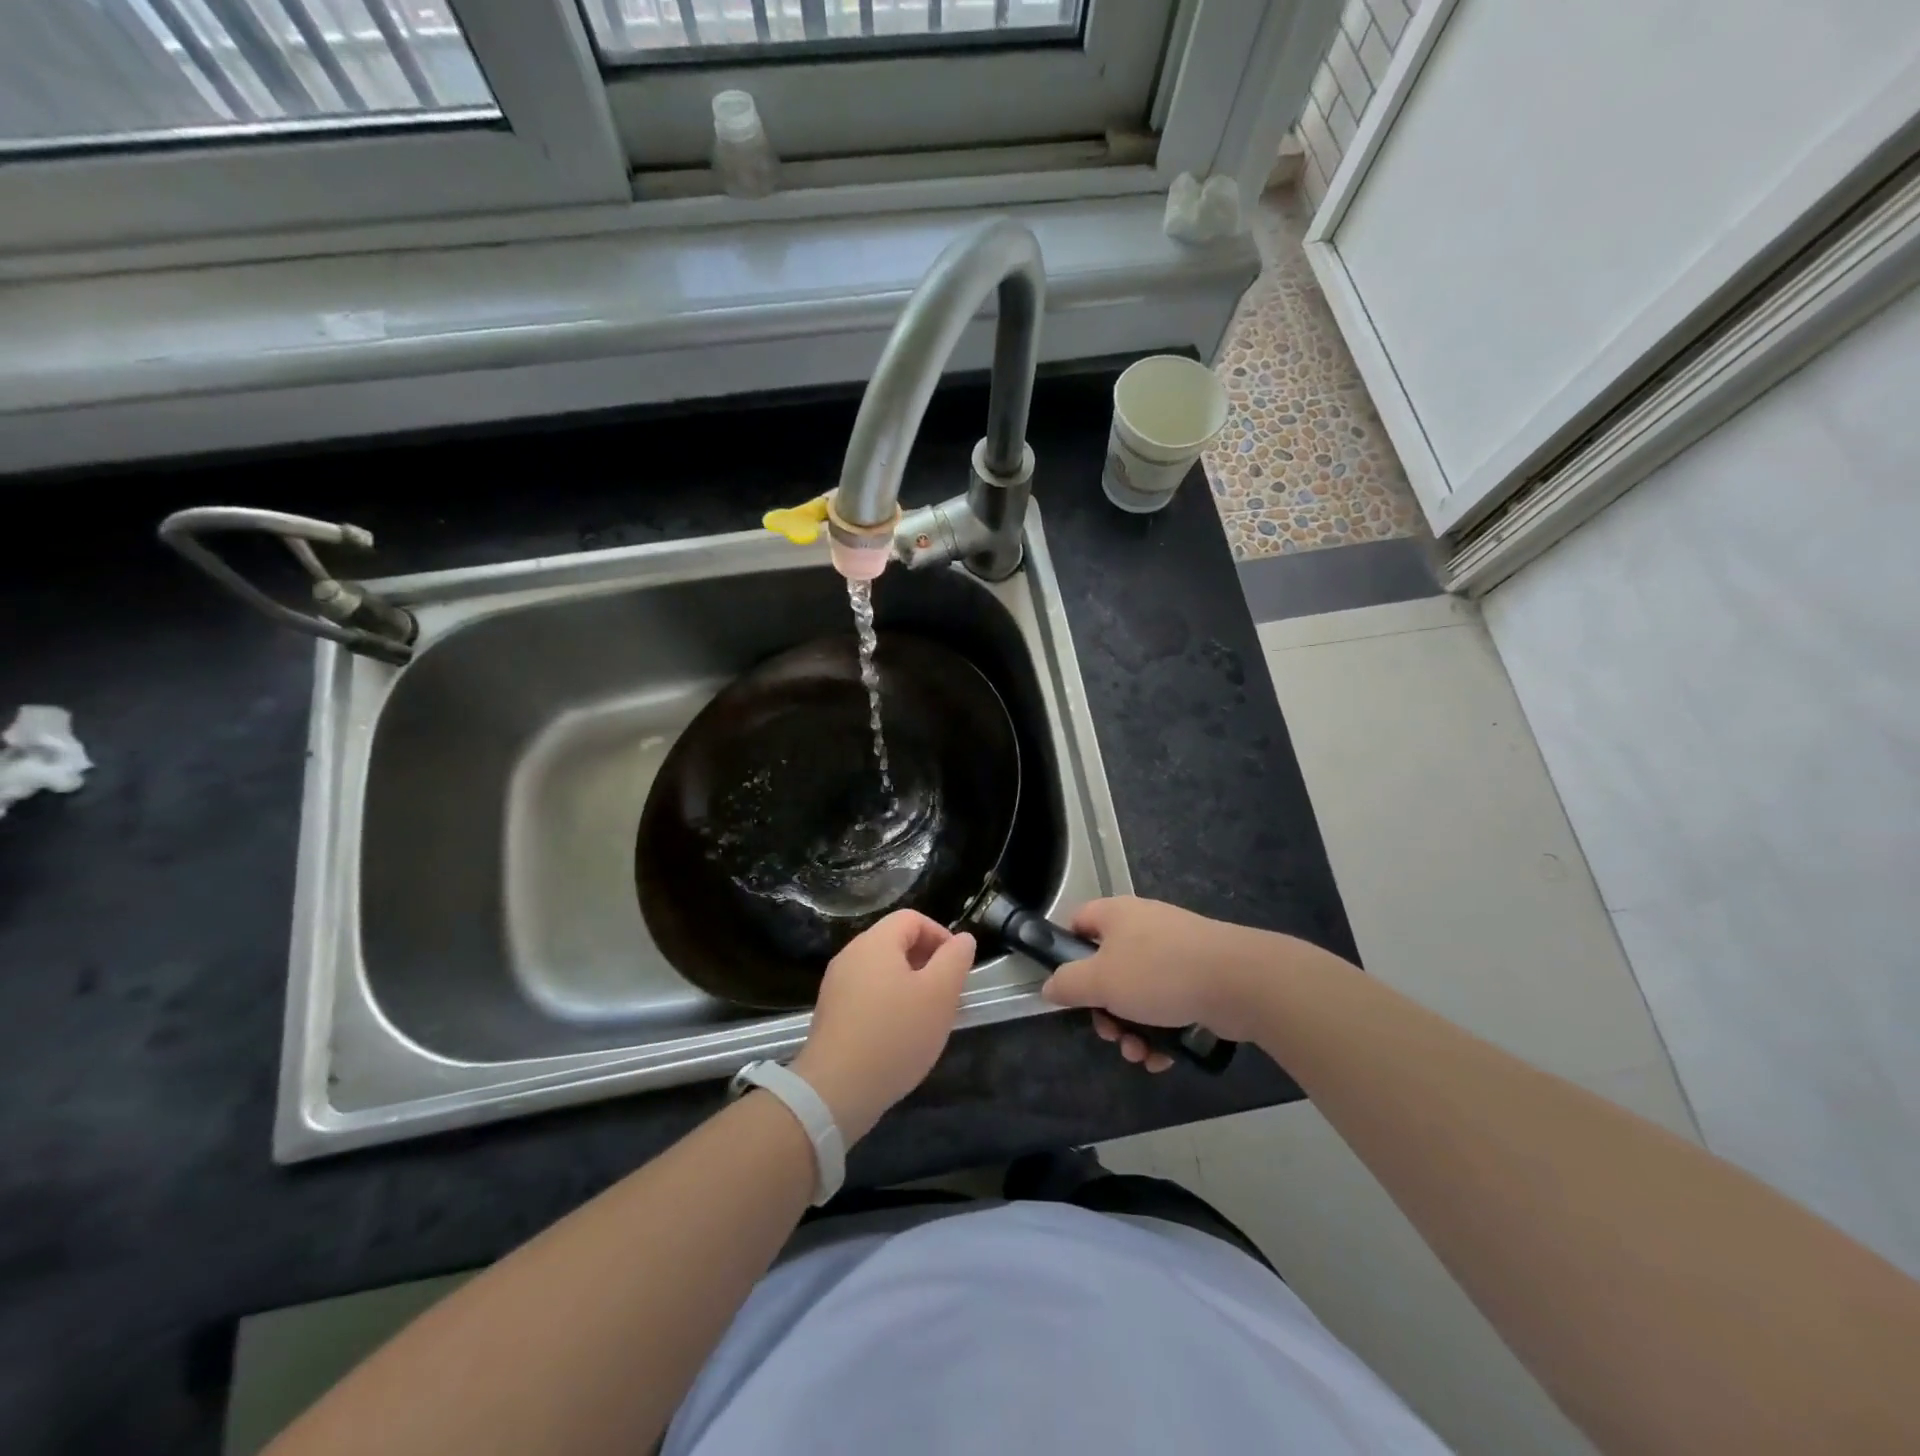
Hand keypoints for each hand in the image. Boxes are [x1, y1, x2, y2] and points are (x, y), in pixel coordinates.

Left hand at [792, 911, 974, 1143]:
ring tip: (926, 1017)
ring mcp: (836, 985)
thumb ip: (955, 960)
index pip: (912, 919)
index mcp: (875, 942)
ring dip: (909, 985)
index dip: (940, 935)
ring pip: (882, 971)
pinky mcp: (830, 1013)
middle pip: (895, 942)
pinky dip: (888, 1003)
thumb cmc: (895, 1035)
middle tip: (946, 994)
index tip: (957, 967)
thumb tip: (962, 939)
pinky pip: (866, 994)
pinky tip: (899, 1035)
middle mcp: (851, 955)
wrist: (836, 1090)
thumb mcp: (939, 994)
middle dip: (926, 961)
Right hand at [1040, 897, 1275, 1067]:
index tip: (1067, 986)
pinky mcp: (1199, 977)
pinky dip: (1160, 1031)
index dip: (1067, 951)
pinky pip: (1167, 1004)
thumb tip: (1050, 986)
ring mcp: (1174, 952)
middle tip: (1109, 1032)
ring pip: (1138, 992)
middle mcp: (1143, 927)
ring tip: (1139, 1054)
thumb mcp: (1100, 981)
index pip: (1078, 922)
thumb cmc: (1159, 973)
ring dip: (1131, 1028)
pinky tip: (1162, 1058)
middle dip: (1104, 1009)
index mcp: (1116, 915)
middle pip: (1107, 968)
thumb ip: (1068, 984)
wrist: (1238, 981)